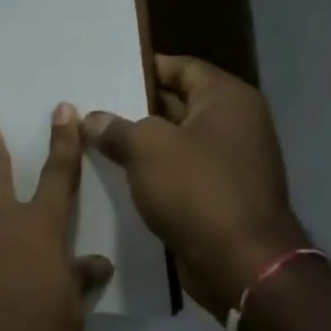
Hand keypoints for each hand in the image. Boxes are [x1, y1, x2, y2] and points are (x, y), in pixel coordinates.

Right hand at [84, 55, 307, 321]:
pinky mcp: (219, 194)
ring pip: (173, 140)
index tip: (102, 74)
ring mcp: (229, 161)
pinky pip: (178, 171)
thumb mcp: (146, 147)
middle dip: (133, 106)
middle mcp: (235, 124)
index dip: (142, 68)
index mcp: (228, 100)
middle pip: (176, 102)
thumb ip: (115, 127)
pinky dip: (151, 170)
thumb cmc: (197, 190)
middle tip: (89, 105)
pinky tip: (114, 172)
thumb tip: (92, 119)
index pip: (180, 67)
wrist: (241, 264)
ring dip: (139, 142)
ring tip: (92, 138)